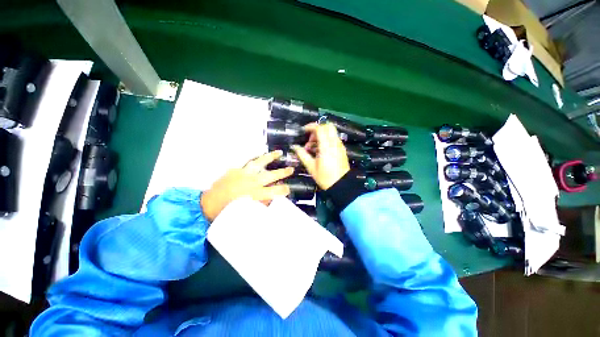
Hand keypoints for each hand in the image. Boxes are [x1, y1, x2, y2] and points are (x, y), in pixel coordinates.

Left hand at [200, 151, 293, 221]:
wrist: (206, 204)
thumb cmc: (226, 212)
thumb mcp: (247, 213)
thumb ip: (260, 205)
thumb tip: (271, 200)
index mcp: (255, 195)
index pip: (275, 191)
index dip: (284, 190)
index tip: (288, 189)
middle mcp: (251, 182)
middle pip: (271, 175)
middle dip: (283, 172)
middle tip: (291, 169)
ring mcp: (243, 174)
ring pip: (260, 162)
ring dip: (270, 157)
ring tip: (279, 153)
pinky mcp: (236, 170)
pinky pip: (248, 161)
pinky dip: (255, 158)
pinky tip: (260, 156)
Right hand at [292, 122, 349, 189]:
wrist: (341, 185)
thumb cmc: (325, 177)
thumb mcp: (311, 167)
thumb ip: (302, 154)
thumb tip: (294, 147)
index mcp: (326, 147)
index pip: (320, 129)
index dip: (310, 126)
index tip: (303, 130)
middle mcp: (335, 144)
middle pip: (328, 126)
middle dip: (317, 129)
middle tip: (310, 139)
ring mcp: (339, 146)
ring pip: (331, 132)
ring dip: (321, 135)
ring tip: (313, 147)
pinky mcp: (342, 149)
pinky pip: (334, 139)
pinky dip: (326, 139)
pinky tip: (320, 150)